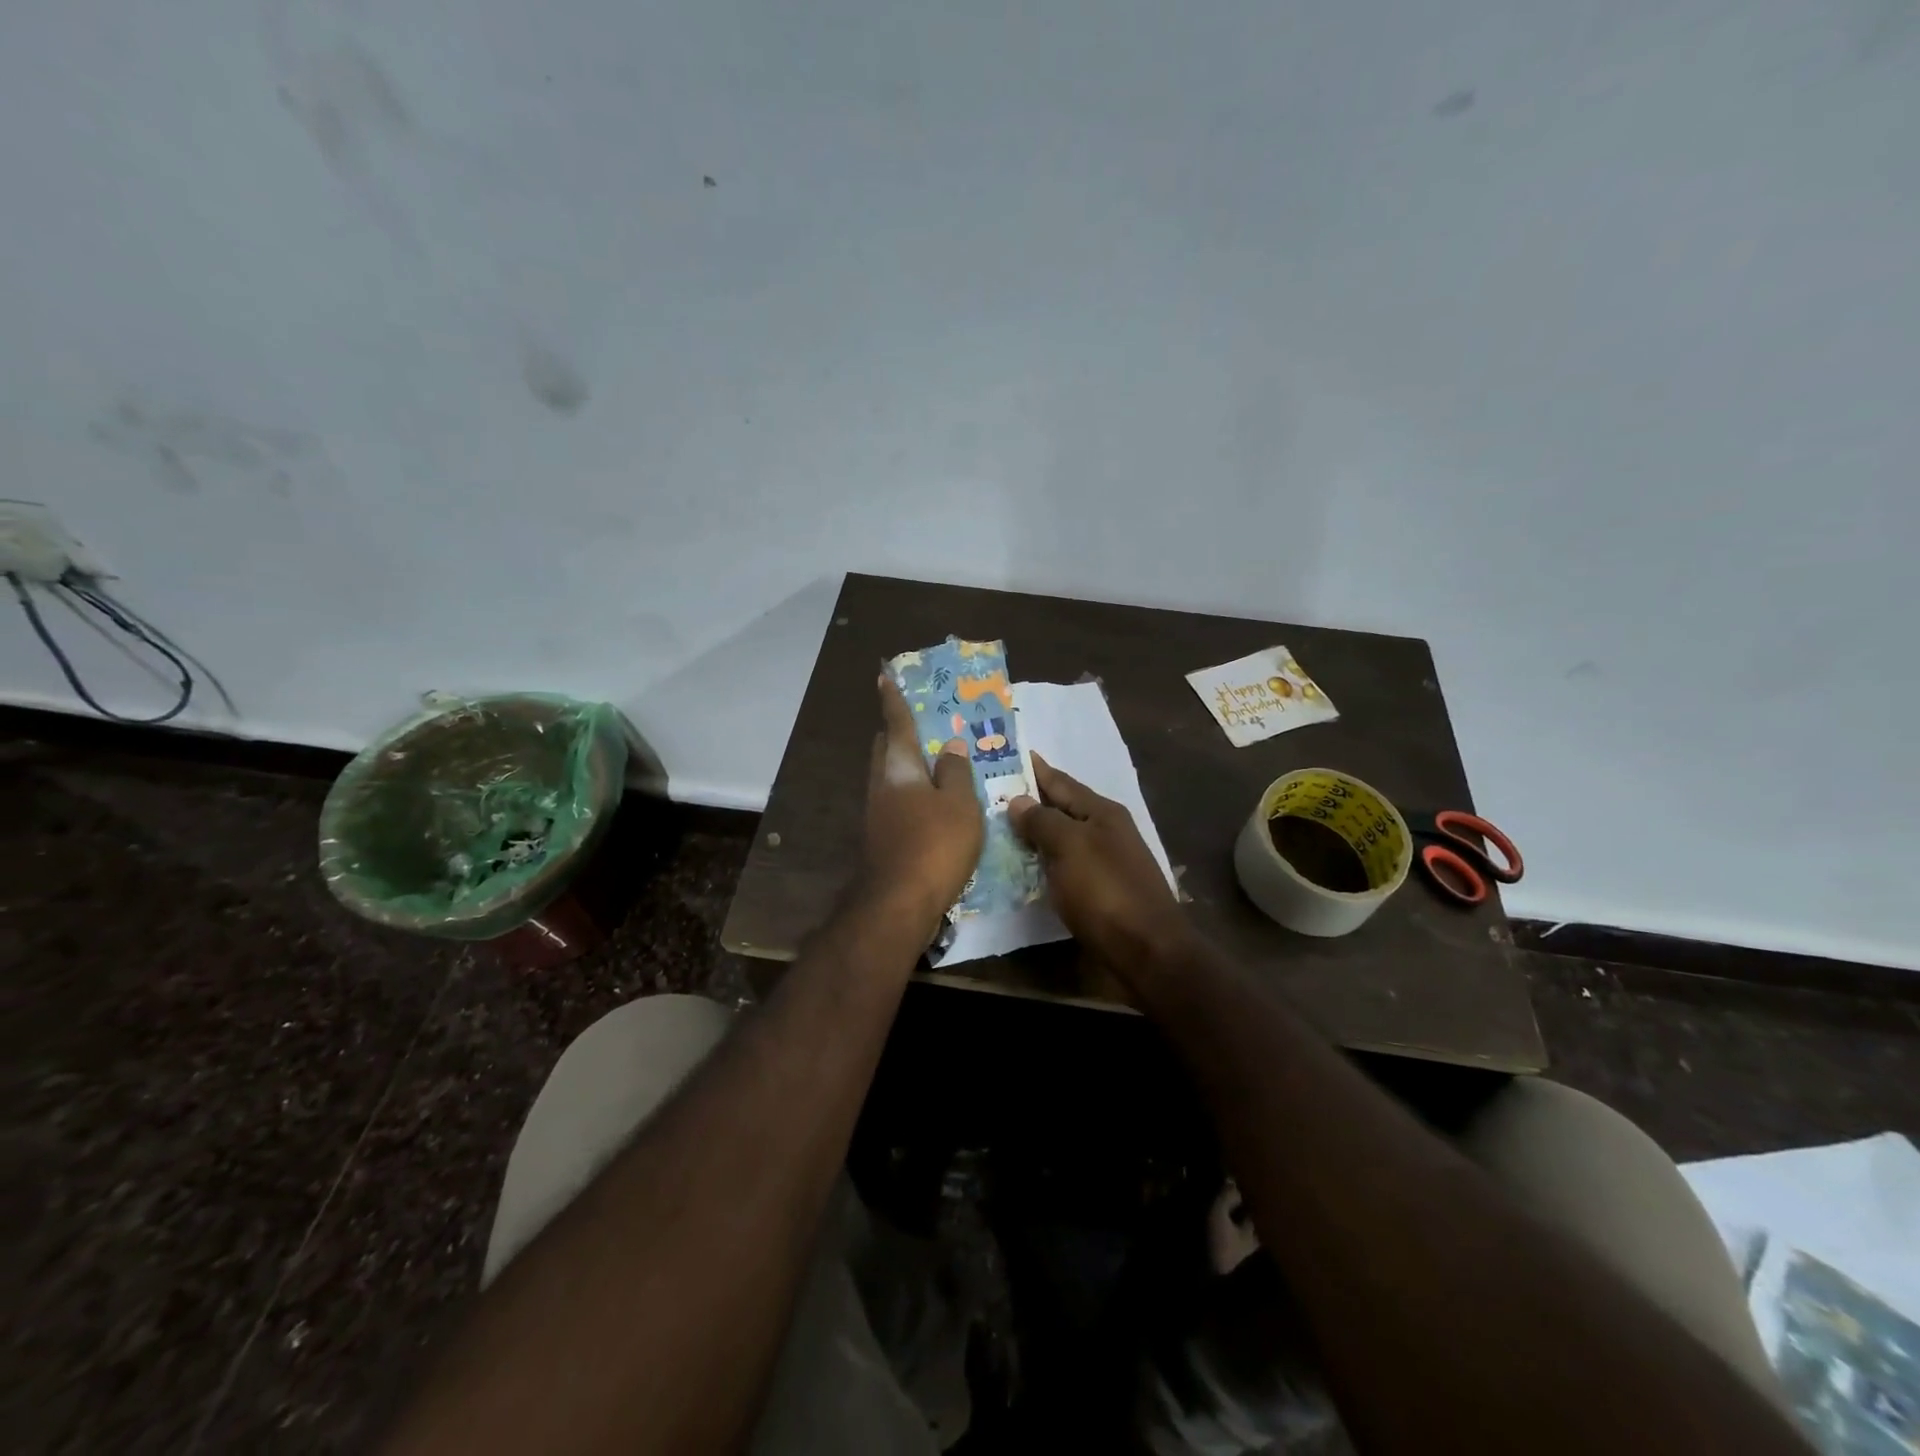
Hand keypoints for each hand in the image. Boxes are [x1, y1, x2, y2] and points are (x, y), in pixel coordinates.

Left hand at [864, 676, 983, 927]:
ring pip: (889, 777)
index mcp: (900, 768)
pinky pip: (896, 802)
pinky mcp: (881, 837)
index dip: (893, 700)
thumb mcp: (959, 804)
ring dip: (907, 766)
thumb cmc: (934, 844)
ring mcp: (877, 814)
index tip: (884, 677)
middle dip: (897, 733)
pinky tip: (930, 806)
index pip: (896, 724)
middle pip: (886, 750)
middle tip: (920, 725)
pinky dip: (911, 793)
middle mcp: (881, 785)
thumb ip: (955, 772)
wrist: (898, 903)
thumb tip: (949, 746)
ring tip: (934, 764)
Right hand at [1008, 754, 1193, 976]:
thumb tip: (1018, 800)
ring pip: (1061, 839)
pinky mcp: (1099, 892)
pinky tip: (1021, 866)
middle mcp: (1105, 832)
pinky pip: (1063, 866)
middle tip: (991, 793)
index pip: (1060, 781)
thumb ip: (1042, 820)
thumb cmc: (1105, 891)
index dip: (1034, 769)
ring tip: (998, 827)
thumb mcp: (1070, 847)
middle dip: (1030, 800)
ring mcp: (1104, 863)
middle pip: (1061, 809)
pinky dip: (1042, 862)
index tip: (1007, 753)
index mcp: (1102, 812)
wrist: (1146, 951)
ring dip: (1034, 833)